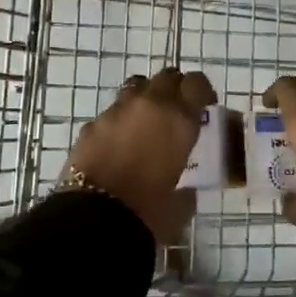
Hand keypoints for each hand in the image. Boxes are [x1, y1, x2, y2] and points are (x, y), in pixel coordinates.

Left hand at [63, 69, 215, 244]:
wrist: (93, 219)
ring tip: (145, 123)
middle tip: (176, 110)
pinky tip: (117, 145)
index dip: (202, 91)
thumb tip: (186, 192)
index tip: (204, 106)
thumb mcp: (179, 205)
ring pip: (136, 88)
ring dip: (144, 99)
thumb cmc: (147, 212)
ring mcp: (116, 111)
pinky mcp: (91, 124)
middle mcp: (149, 105)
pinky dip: (119, 122)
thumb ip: (186, 191)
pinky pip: (111, 113)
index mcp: (179, 119)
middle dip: (174, 88)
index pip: (196, 83)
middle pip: (166, 77)